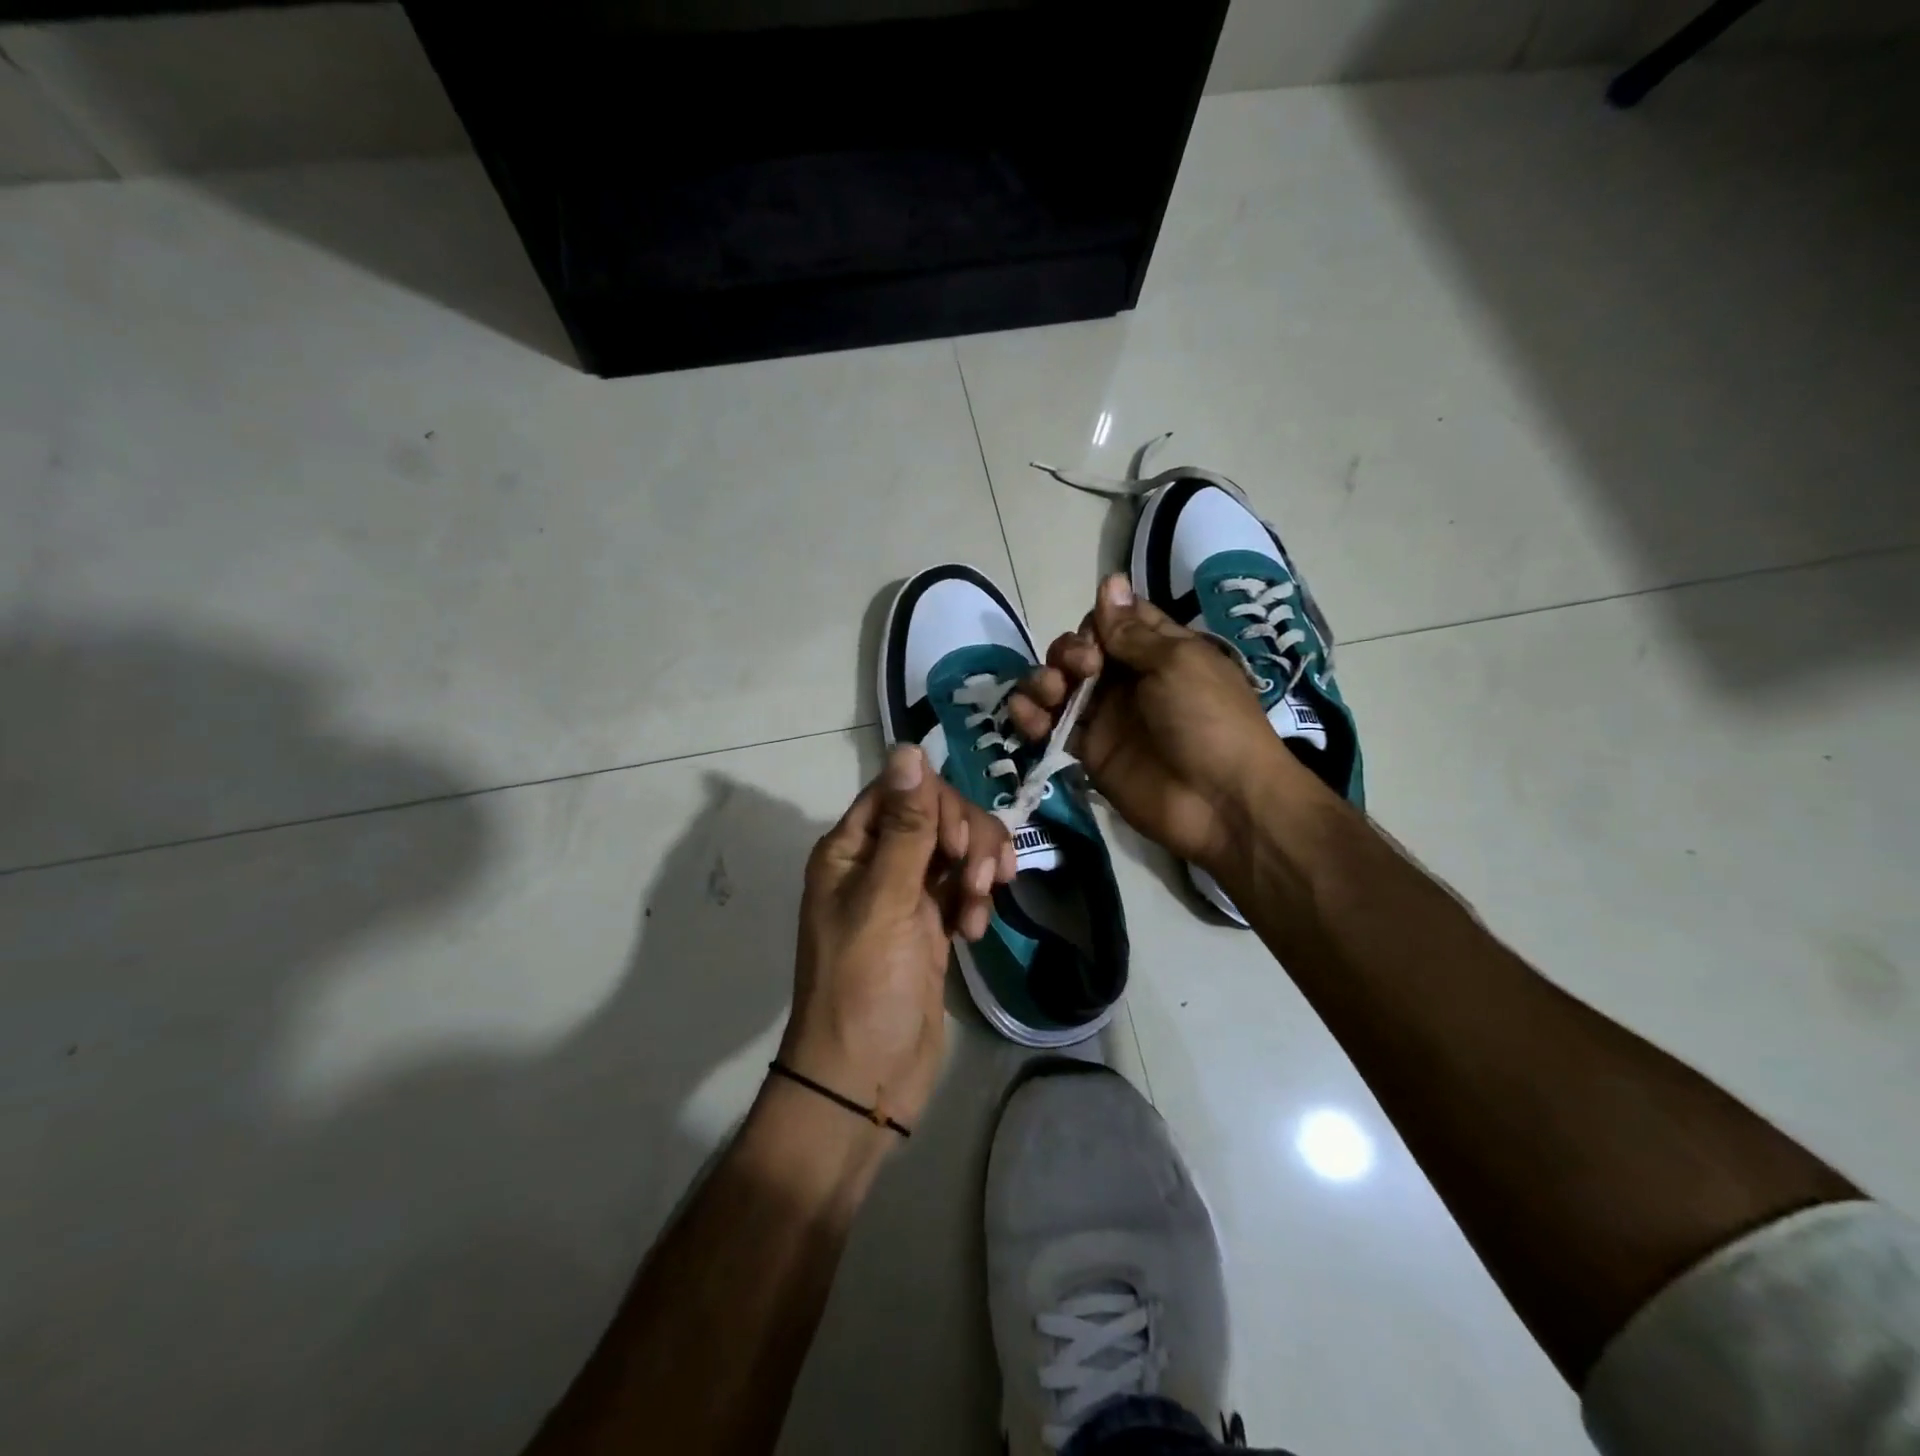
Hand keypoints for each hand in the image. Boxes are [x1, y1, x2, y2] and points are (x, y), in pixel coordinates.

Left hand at [779, 744, 1014, 1134]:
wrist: (865, 1080)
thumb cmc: (865, 988)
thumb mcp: (885, 902)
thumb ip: (905, 827)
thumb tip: (908, 748)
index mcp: (850, 849)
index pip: (901, 791)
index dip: (938, 805)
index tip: (960, 846)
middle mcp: (876, 863)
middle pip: (935, 815)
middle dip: (968, 840)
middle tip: (983, 880)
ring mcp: (905, 894)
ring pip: (956, 850)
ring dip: (979, 870)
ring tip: (981, 910)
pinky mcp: (931, 924)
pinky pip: (963, 887)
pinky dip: (977, 899)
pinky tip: (977, 930)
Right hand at [1008, 574, 1292, 871]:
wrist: (1220, 801)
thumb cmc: (1208, 719)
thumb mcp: (1177, 663)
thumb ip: (1133, 630)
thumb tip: (1109, 580)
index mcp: (1158, 651)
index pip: (1115, 621)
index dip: (1097, 622)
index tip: (1098, 638)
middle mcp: (1129, 680)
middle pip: (1080, 650)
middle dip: (1069, 652)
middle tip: (1083, 669)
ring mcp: (1107, 717)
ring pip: (1059, 686)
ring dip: (1043, 680)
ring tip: (1051, 692)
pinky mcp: (1089, 751)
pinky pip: (1051, 726)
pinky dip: (1030, 717)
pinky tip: (1023, 714)